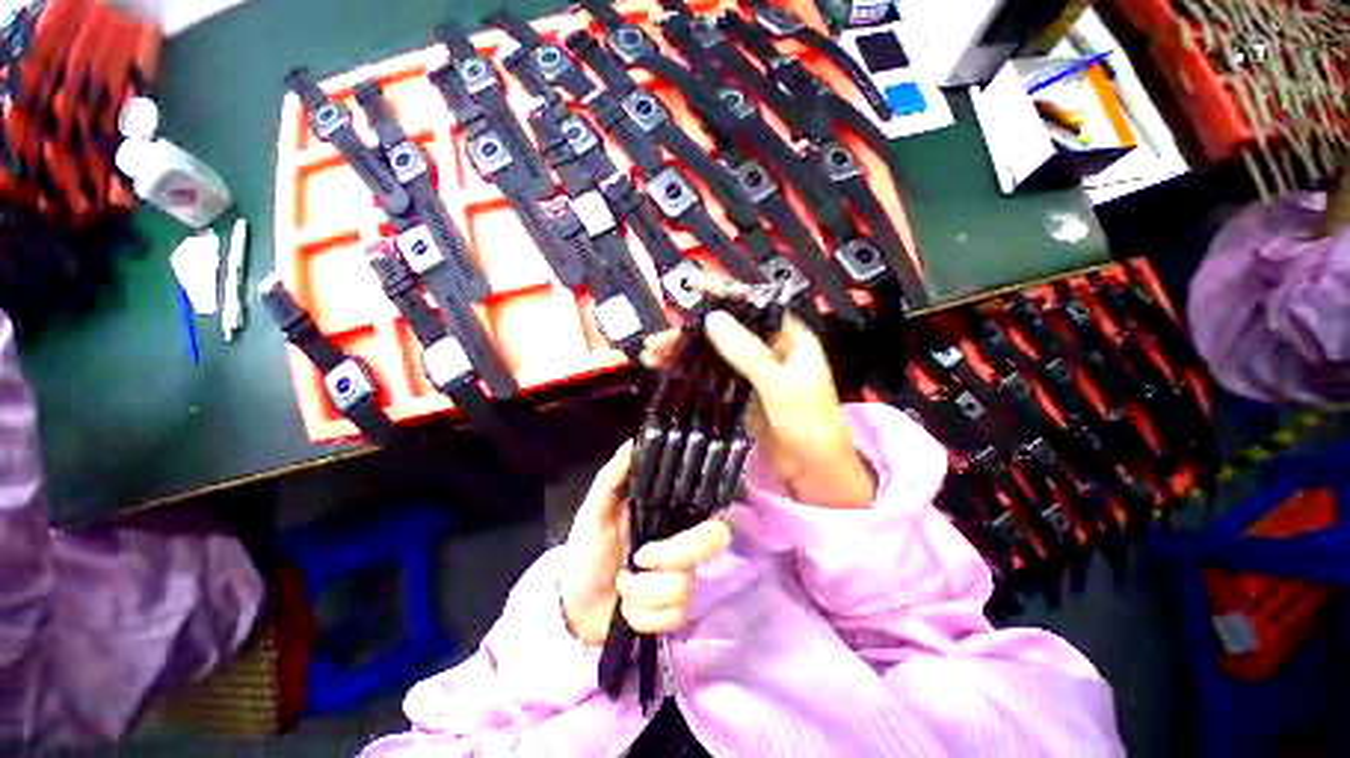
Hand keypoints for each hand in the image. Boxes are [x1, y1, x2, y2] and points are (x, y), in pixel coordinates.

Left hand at [560, 442, 731, 645]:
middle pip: (712, 541)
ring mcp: (683, 580)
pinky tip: (626, 609)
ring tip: (622, 585)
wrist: (575, 606)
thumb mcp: (593, 512)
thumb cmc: (587, 552)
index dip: (706, 514)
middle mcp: (683, 545)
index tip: (674, 520)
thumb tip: (631, 443)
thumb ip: (611, 478)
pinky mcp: (675, 614)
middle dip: (672, 554)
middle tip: (639, 558)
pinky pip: (673, 615)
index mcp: (668, 517)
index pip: (708, 509)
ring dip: (641, 590)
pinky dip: (641, 616)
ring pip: (684, 584)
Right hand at [641, 312, 874, 508]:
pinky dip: (690, 372)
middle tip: (658, 340)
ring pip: (714, 354)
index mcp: (788, 338)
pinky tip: (666, 371)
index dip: (723, 295)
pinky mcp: (739, 393)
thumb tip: (713, 318)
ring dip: (684, 352)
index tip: (692, 286)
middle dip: (691, 332)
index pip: (753, 307)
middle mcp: (768, 350)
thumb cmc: (809, 424)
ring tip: (651, 355)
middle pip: (726, 331)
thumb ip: (747, 352)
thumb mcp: (780, 385)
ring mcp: (751, 373)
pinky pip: (712, 376)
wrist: (814, 473)